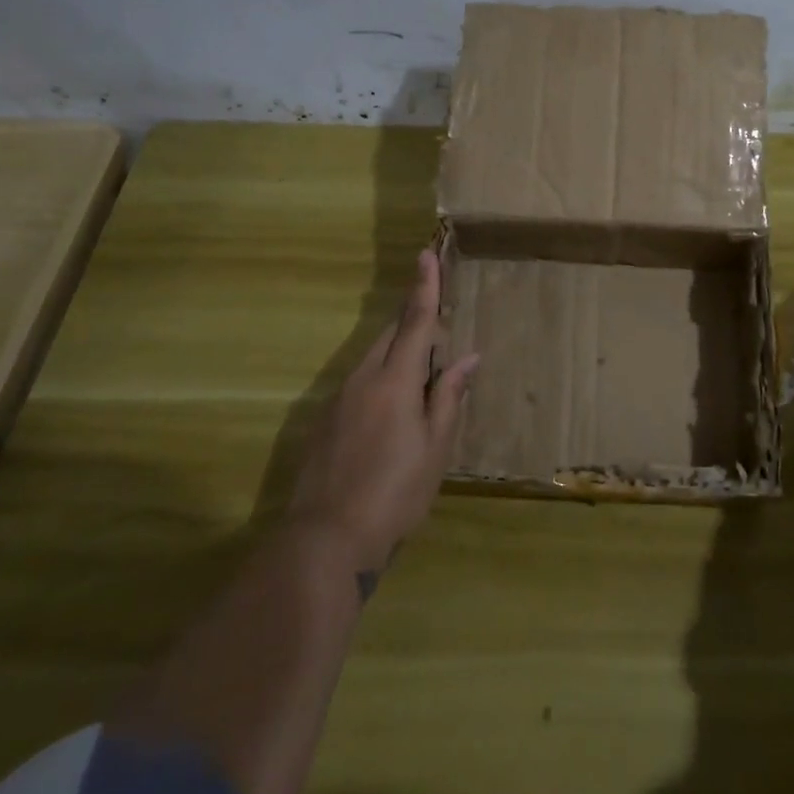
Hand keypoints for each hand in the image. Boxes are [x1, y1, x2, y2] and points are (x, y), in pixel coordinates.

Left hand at [288, 249, 478, 567]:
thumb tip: (468, 358)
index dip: (424, 287)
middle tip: (439, 325)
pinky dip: (382, 378)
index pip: (414, 322)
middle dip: (413, 321)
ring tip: (423, 374)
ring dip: (398, 352)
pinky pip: (360, 382)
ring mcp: (338, 399)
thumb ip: (449, 397)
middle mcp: (363, 378)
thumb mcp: (436, 448)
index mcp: (395, 381)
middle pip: (390, 335)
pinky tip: (392, 410)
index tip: (425, 254)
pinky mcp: (325, 420)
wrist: (325, 539)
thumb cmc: (395, 493)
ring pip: (374, 358)